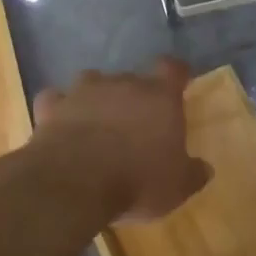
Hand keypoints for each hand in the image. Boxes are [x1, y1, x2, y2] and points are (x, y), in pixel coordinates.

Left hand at [33, 58, 211, 222]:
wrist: (75, 183)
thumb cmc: (138, 180)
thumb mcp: (178, 186)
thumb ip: (193, 173)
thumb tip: (204, 168)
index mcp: (160, 97)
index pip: (172, 69)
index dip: (176, 74)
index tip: (178, 83)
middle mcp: (123, 84)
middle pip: (132, 79)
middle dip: (135, 97)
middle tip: (136, 124)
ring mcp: (83, 92)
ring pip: (93, 83)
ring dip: (97, 99)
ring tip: (98, 124)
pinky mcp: (51, 107)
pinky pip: (56, 100)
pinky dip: (60, 109)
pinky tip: (61, 126)